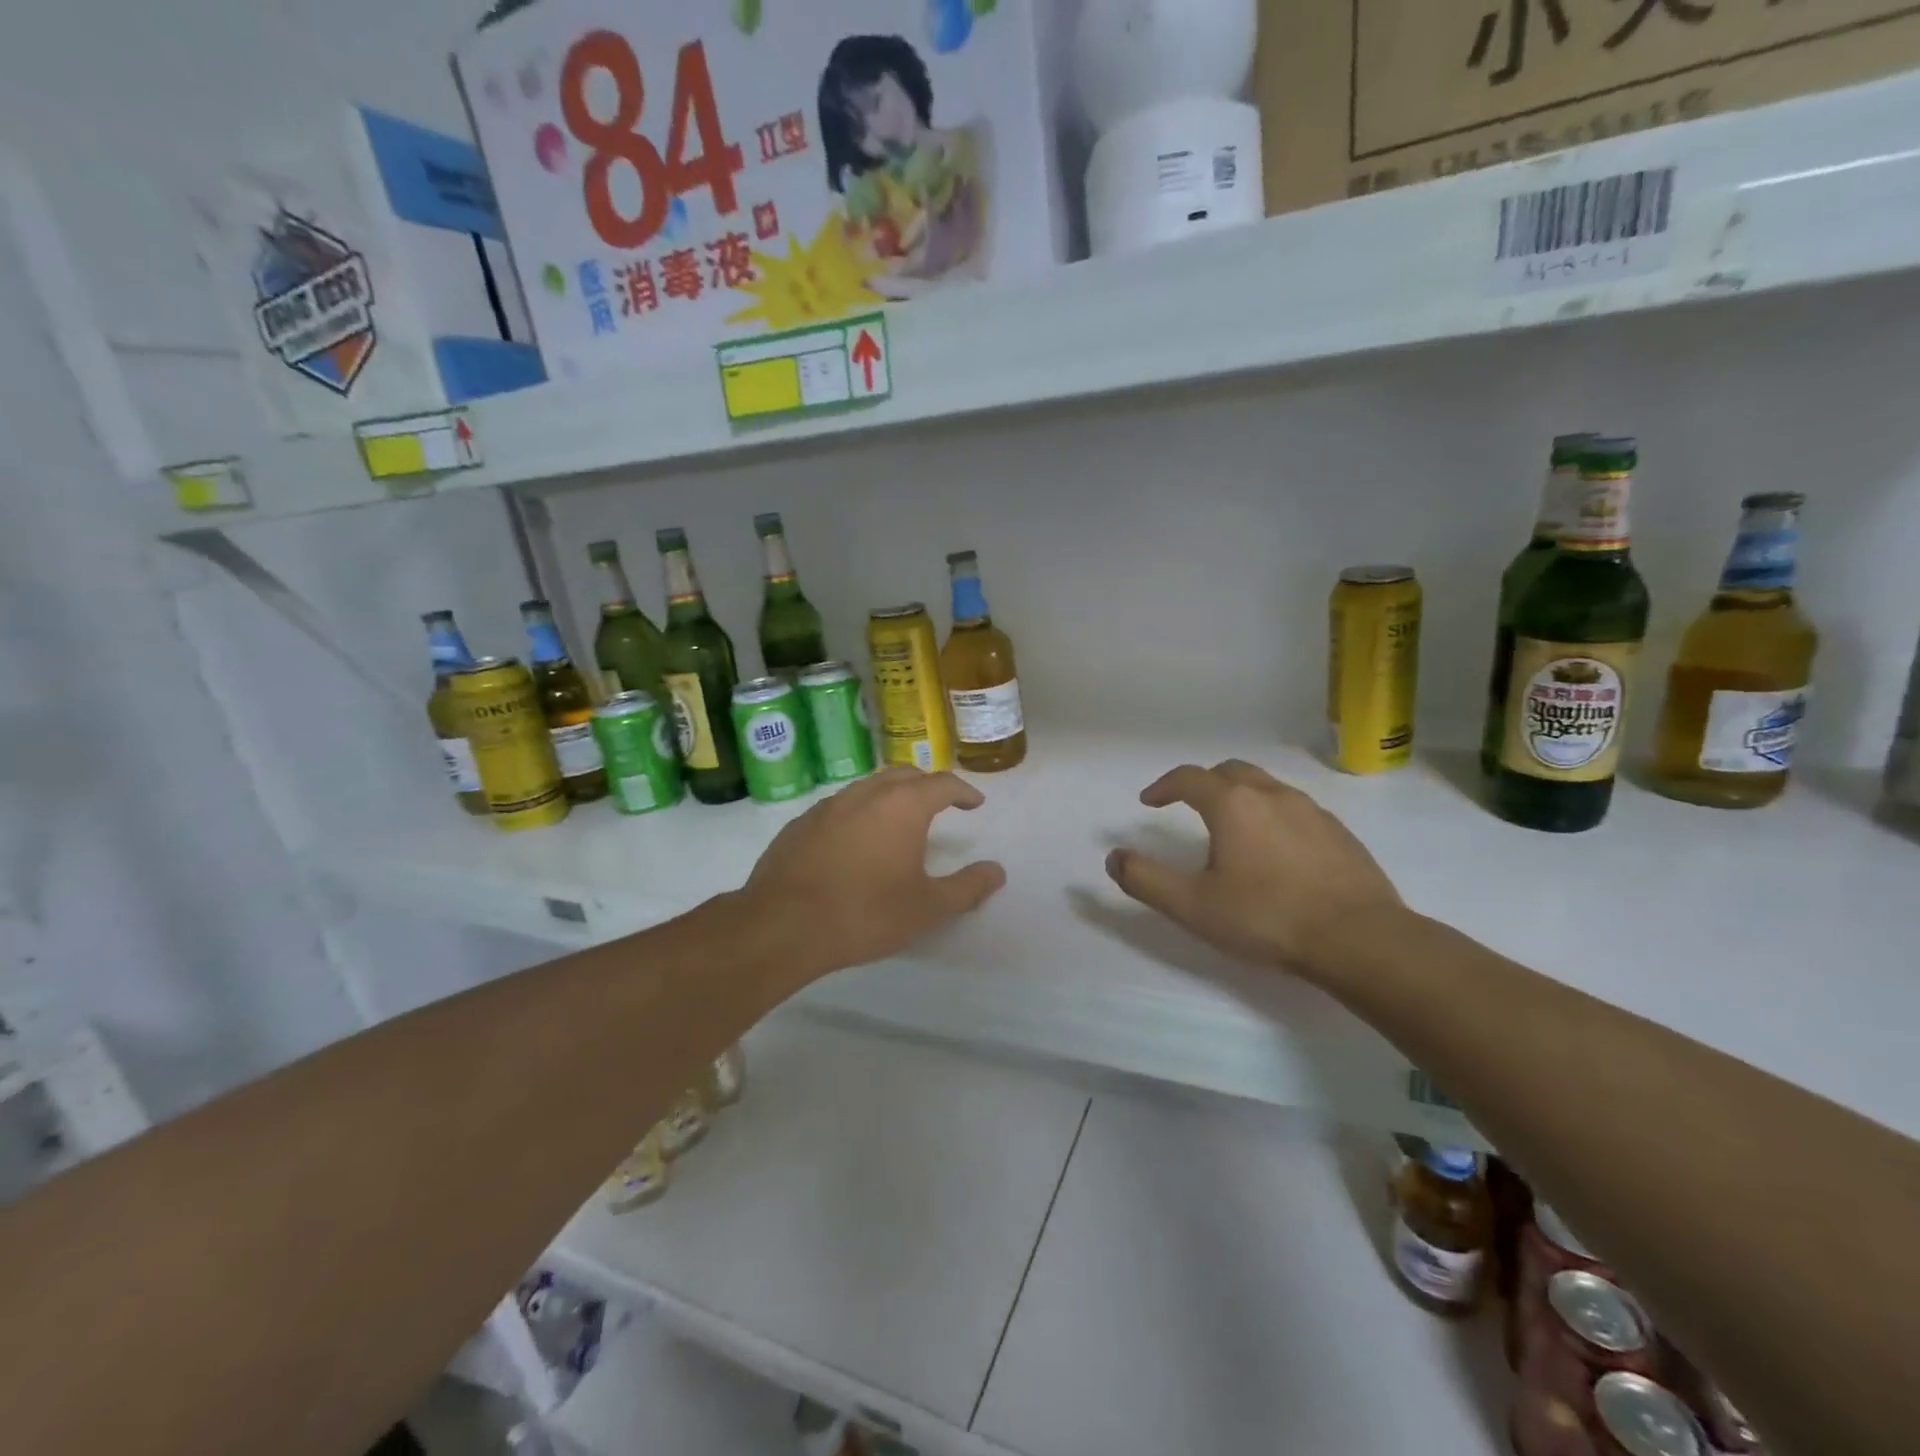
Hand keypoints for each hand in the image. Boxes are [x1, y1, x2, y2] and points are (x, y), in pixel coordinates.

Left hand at [744, 769, 1005, 978]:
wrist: (783, 926)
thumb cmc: (865, 913)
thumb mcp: (927, 908)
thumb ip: (967, 887)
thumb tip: (997, 871)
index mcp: (902, 806)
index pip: (942, 784)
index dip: (963, 792)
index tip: (974, 804)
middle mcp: (865, 794)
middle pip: (903, 775)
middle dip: (926, 785)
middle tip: (939, 804)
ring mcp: (828, 806)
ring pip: (867, 787)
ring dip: (889, 795)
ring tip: (898, 821)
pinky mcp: (800, 824)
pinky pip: (839, 807)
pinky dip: (858, 813)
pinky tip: (854, 842)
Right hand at [1104, 760, 1401, 978]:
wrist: (1360, 939)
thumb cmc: (1268, 917)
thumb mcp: (1193, 906)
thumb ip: (1146, 880)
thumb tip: (1114, 858)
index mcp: (1233, 804)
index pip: (1189, 778)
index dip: (1163, 786)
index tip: (1149, 802)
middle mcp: (1272, 795)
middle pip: (1230, 771)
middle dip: (1204, 783)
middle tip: (1189, 806)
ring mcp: (1312, 811)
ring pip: (1267, 787)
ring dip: (1241, 798)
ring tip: (1232, 831)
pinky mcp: (1340, 833)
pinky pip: (1295, 810)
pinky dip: (1273, 817)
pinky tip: (1276, 853)